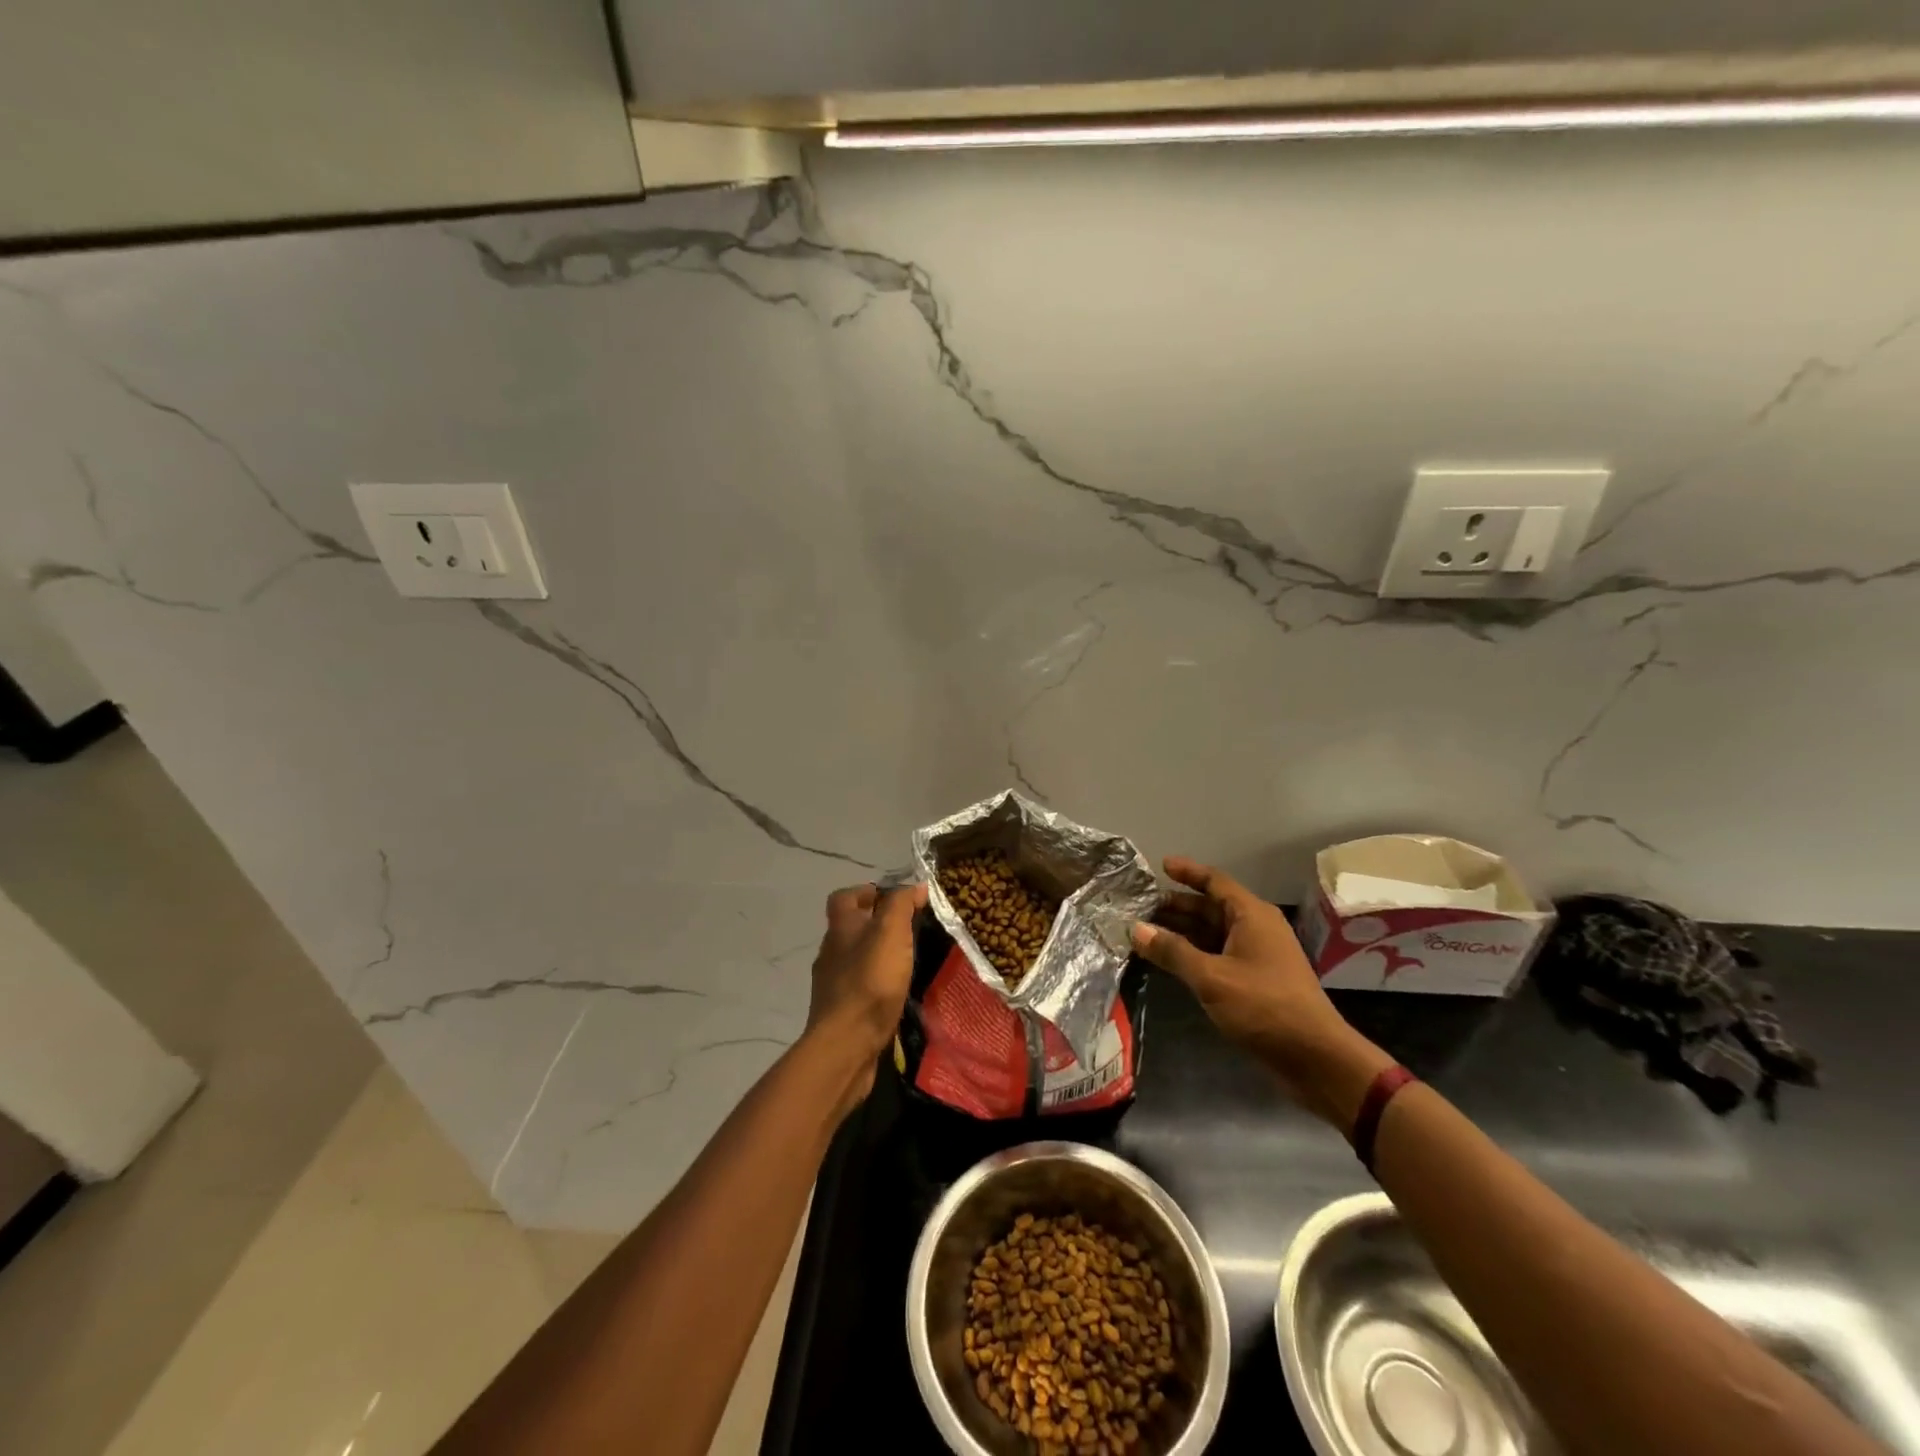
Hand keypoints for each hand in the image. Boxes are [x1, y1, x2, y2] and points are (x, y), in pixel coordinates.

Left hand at [803, 881, 927, 1103]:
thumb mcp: (890, 933)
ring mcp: (832, 985)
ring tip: (906, 960)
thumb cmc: (869, 982)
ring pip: (854, 959)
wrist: (845, 1045)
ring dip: (876, 955)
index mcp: (840, 929)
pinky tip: (895, 992)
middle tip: (907, 929)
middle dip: (874, 924)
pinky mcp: (841, 1012)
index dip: (864, 891)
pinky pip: (858, 987)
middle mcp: (831, 953)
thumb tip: (916, 886)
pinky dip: (875, 984)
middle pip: (849, 929)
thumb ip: (901, 906)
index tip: (891, 897)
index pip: (843, 898)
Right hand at [1130, 857, 1391, 1130]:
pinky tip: (1170, 960)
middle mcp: (1256, 928)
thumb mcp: (1211, 978)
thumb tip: (1135, 928)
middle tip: (1140, 905)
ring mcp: (1257, 954)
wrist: (1315, 1057)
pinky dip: (1194, 952)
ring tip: (1146, 931)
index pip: (1215, 881)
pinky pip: (1219, 954)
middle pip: (1211, 907)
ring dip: (1183, 931)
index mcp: (1251, 915)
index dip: (1187, 872)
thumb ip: (1173, 951)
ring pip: (1213, 932)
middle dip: (1177, 905)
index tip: (1159, 865)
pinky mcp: (1256, 979)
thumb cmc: (1263, 1006)